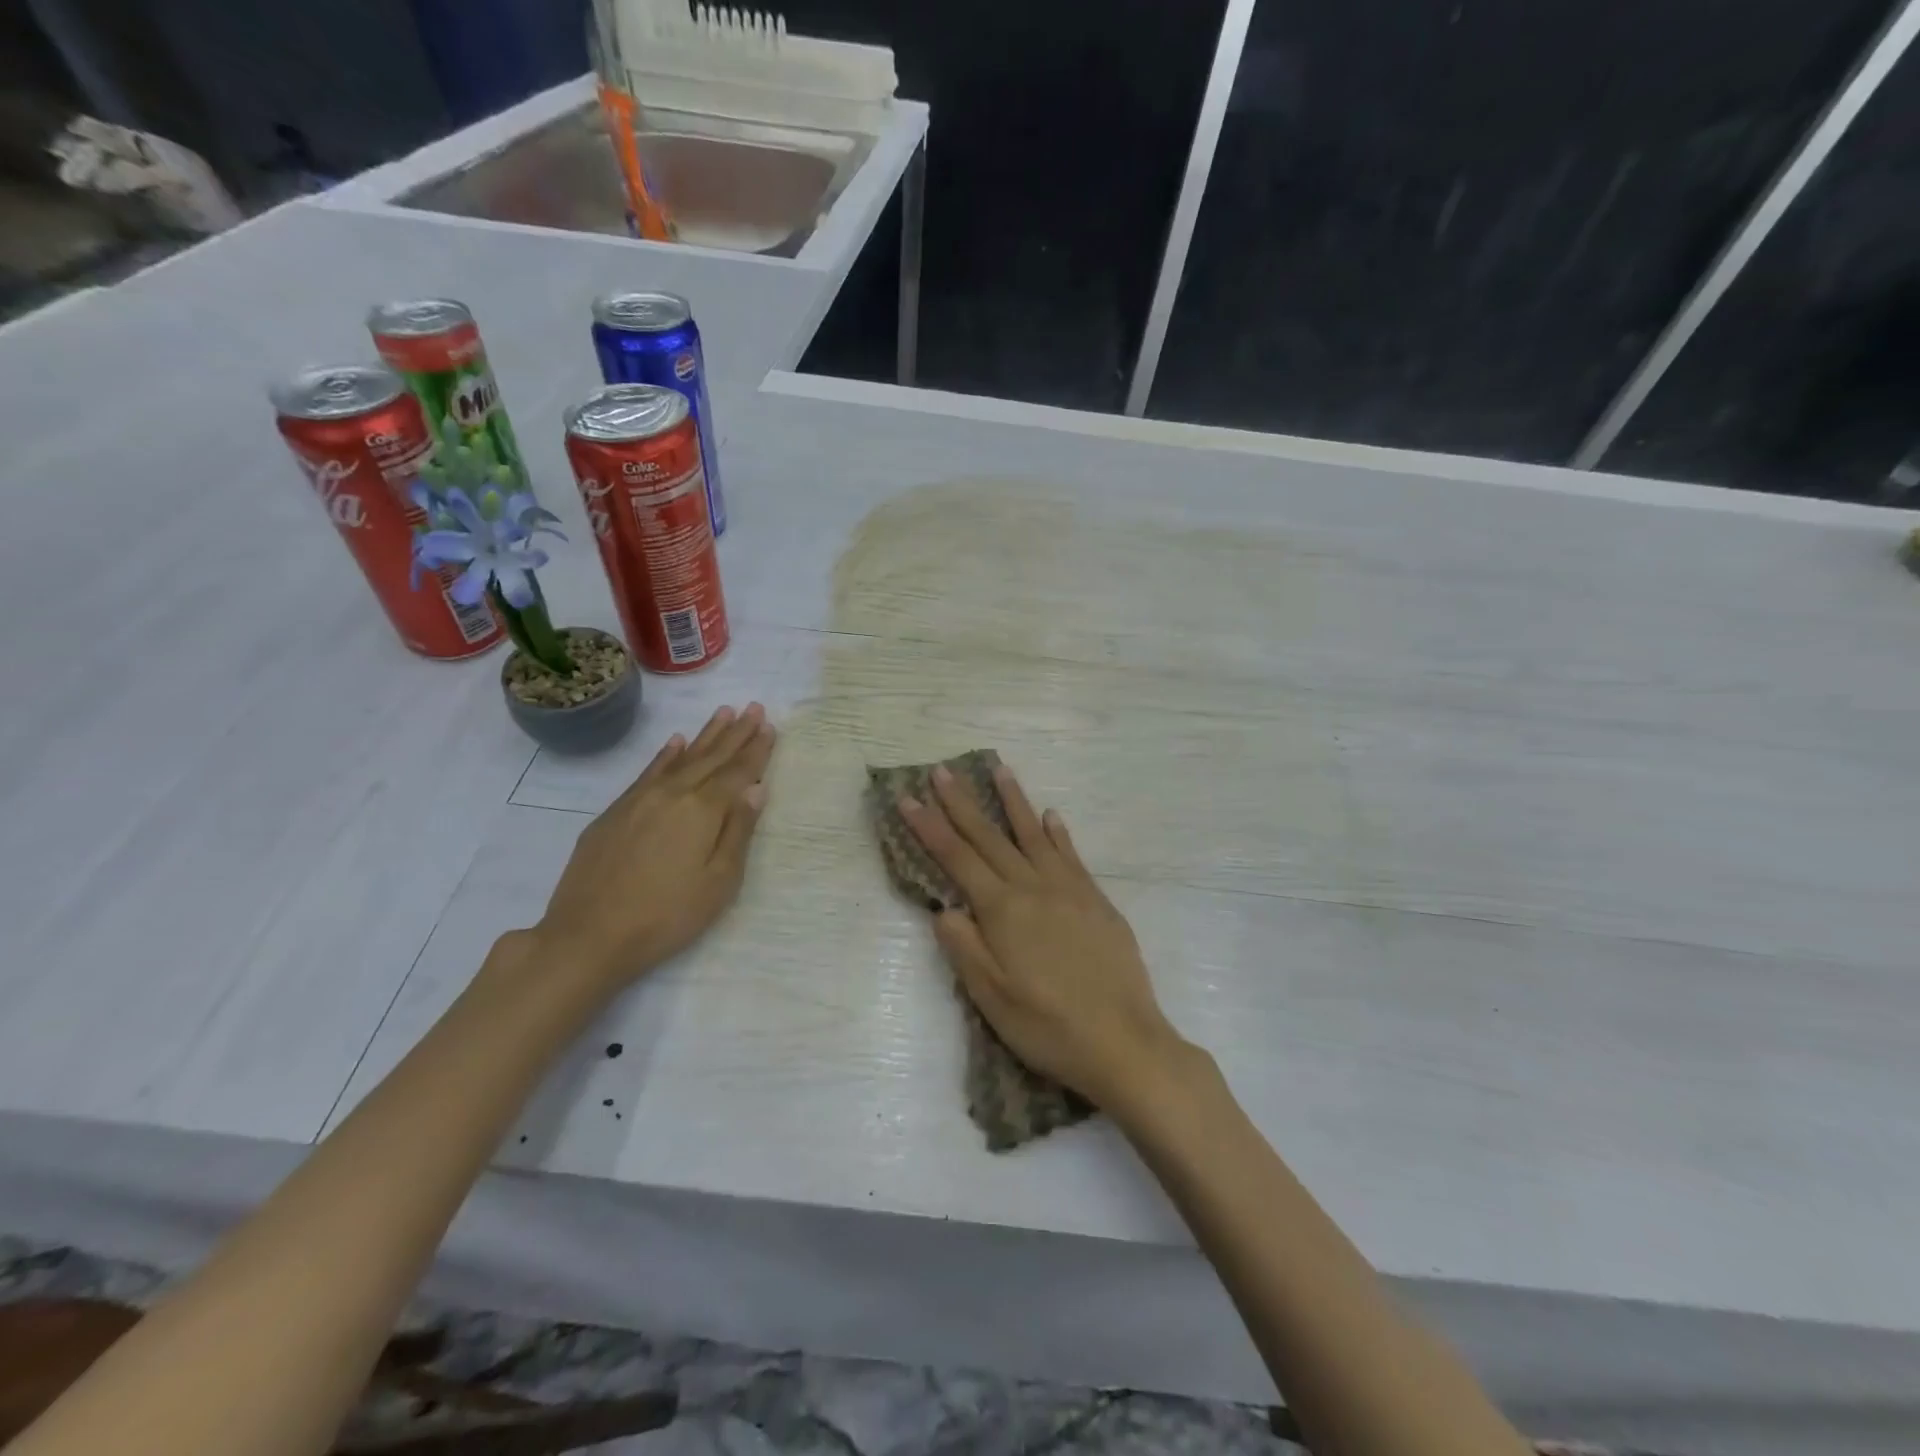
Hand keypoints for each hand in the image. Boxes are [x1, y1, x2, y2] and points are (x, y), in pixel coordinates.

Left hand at [527, 703, 775, 993]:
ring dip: (705, 735)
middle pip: (711, 757)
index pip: (738, 772)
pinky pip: (648, 771)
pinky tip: (674, 742)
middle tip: (754, 707)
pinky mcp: (615, 812)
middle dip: (736, 732)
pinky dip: (665, 754)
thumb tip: (756, 789)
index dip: (756, 749)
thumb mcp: (718, 883)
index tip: (770, 725)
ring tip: (723, 713)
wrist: (588, 936)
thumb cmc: (666, 916)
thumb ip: (738, 831)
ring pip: (680, 758)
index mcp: (703, 810)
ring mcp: (639, 800)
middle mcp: (673, 794)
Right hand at [898, 761, 1183, 1109]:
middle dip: (962, 803)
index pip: (957, 858)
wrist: (1124, 1042)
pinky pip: (1071, 855)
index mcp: (1003, 910)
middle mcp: (1034, 888)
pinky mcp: (1097, 901)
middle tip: (942, 771)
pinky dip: (1057, 833)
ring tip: (999, 770)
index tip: (908, 798)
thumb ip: (964, 947)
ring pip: (1033, 835)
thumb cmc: (1049, 1026)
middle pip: (990, 838)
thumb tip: (943, 907)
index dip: (929, 827)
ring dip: (1013, 801)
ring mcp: (1069, 890)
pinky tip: (1051, 817)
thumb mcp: (991, 997)